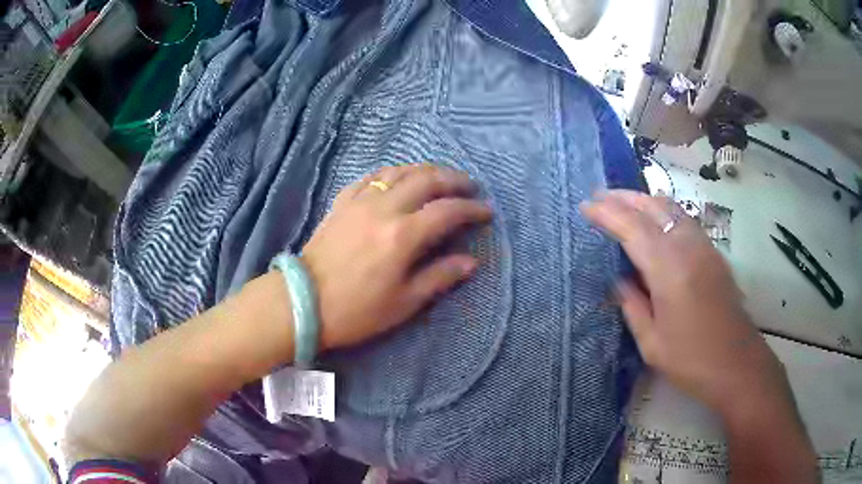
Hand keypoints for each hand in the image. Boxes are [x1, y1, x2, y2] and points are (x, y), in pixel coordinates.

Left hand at [302, 164, 492, 350]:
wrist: (303, 302)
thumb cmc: (355, 310)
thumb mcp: (404, 302)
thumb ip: (439, 277)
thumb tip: (470, 262)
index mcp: (403, 235)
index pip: (447, 211)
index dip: (471, 209)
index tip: (486, 212)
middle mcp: (384, 208)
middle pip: (427, 179)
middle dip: (454, 179)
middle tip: (469, 187)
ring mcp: (360, 201)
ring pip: (400, 171)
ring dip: (426, 170)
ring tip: (441, 178)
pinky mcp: (343, 202)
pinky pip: (371, 176)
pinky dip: (393, 172)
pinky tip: (399, 178)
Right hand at [580, 190, 786, 414]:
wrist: (738, 364)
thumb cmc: (692, 361)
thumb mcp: (652, 344)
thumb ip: (632, 306)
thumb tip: (619, 281)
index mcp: (669, 271)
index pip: (632, 228)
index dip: (607, 213)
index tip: (585, 206)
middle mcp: (688, 248)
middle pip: (653, 206)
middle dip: (624, 197)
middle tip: (600, 196)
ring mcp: (704, 247)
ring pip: (672, 208)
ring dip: (644, 200)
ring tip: (623, 203)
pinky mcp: (713, 253)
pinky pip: (684, 219)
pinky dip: (663, 211)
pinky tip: (655, 222)